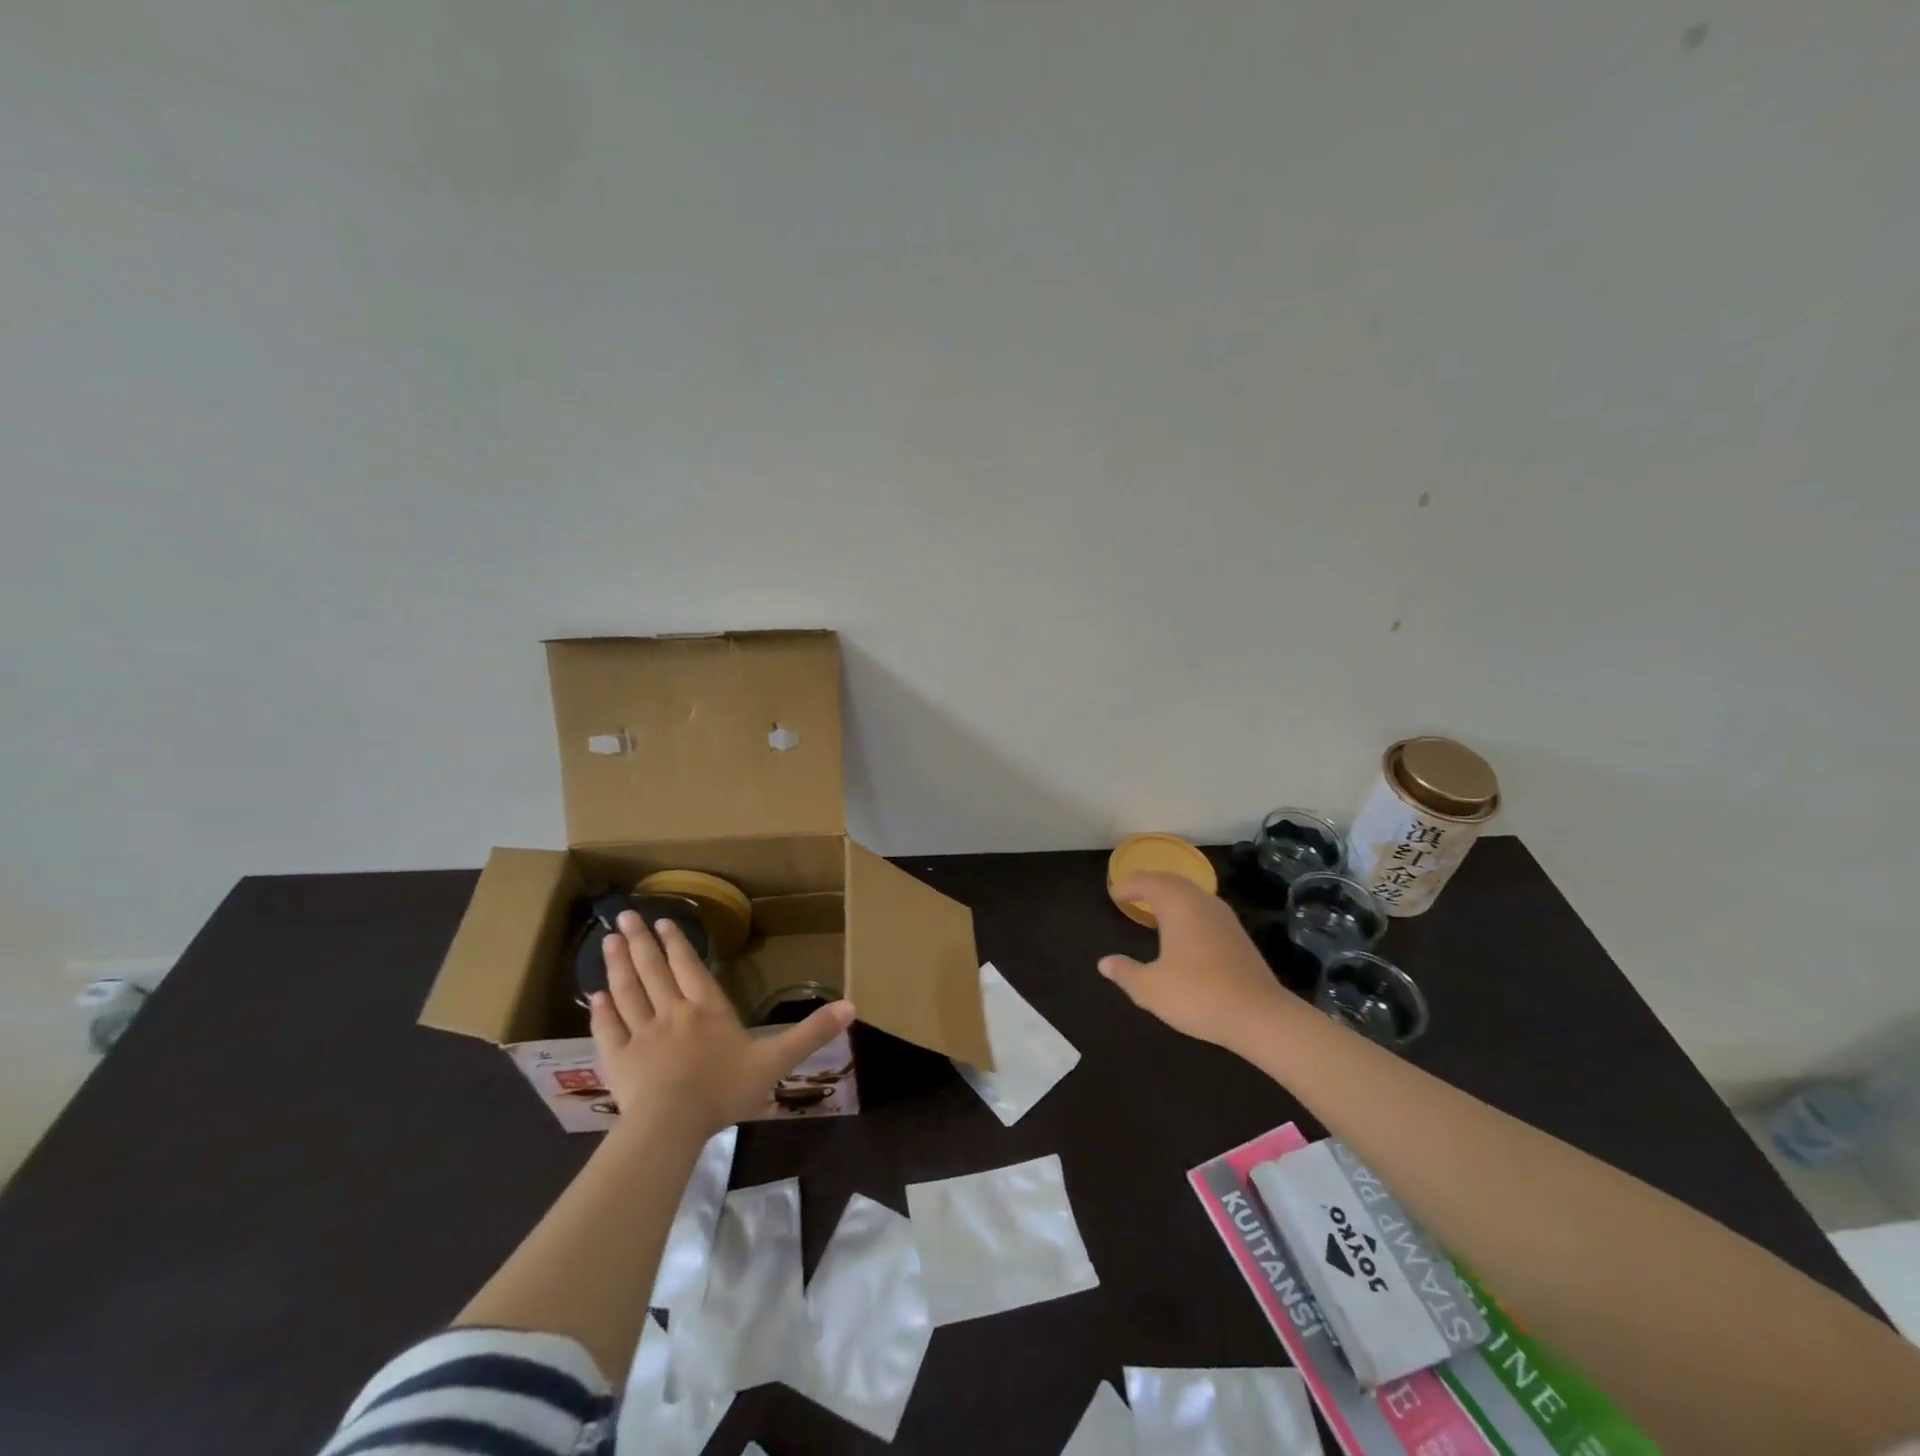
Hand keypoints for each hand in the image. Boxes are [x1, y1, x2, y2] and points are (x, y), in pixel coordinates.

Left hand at [590, 910, 854, 1135]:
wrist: (672, 1124)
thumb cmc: (725, 1089)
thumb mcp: (777, 1061)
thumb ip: (811, 1033)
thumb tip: (852, 1006)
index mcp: (707, 1009)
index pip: (690, 968)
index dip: (677, 944)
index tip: (663, 921)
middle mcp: (671, 1012)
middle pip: (653, 971)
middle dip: (641, 941)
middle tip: (625, 916)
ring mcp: (640, 1035)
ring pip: (628, 992)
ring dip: (619, 964)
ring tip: (609, 940)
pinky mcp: (617, 1060)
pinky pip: (608, 1029)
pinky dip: (601, 1011)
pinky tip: (595, 995)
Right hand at [1098, 872, 1294, 1053]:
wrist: (1259, 1016)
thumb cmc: (1198, 995)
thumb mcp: (1151, 988)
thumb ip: (1126, 972)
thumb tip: (1105, 963)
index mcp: (1177, 904)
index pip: (1147, 881)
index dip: (1128, 885)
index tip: (1114, 894)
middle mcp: (1201, 902)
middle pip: (1171, 880)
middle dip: (1150, 883)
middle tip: (1131, 893)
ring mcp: (1224, 917)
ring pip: (1192, 894)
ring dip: (1170, 895)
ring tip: (1154, 908)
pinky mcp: (1238, 935)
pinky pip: (1204, 909)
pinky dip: (1187, 910)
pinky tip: (1184, 931)